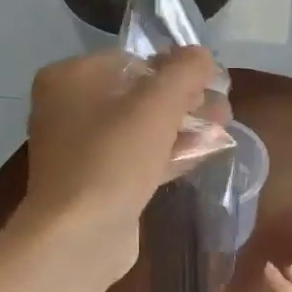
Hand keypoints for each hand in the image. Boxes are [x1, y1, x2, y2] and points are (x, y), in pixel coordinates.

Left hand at [19, 47, 222, 276]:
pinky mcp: (95, 181)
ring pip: (141, 126)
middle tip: (222, 108)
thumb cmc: (113, 158)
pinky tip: (206, 152)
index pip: (133, 58)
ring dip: (182, 126)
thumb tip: (202, 54)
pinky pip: (136, 156)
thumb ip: (185, 71)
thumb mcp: (157, 104)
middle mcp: (68, 107)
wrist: (78, 237)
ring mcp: (80, 148)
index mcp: (70, 78)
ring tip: (224, 128)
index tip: (210, 81)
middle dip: (185, 99)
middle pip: (138, 93)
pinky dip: (169, 152)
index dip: (176, 67)